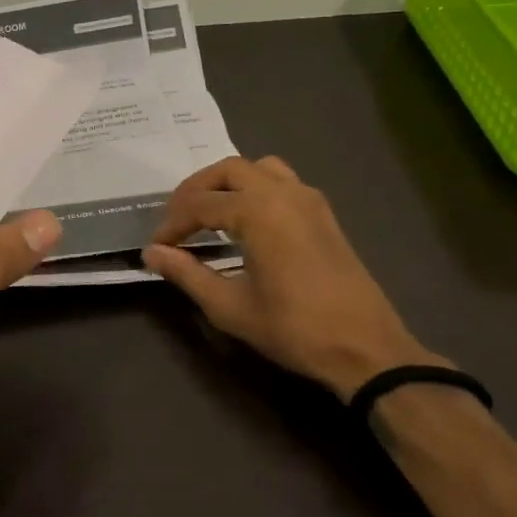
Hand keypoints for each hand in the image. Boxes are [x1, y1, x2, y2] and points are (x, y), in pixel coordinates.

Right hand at [142, 155, 444, 398]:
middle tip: (176, 221)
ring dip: (227, 182)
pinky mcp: (323, 213)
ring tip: (208, 211)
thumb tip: (151, 253)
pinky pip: (282, 181)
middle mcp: (282, 192)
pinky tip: (247, 220)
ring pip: (257, 168)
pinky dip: (255, 188)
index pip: (199, 204)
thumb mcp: (229, 306)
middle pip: (227, 170)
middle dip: (195, 190)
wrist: (365, 348)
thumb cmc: (292, 328)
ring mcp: (308, 199)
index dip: (172, 225)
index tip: (156, 247)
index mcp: (257, 211)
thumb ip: (186, 273)